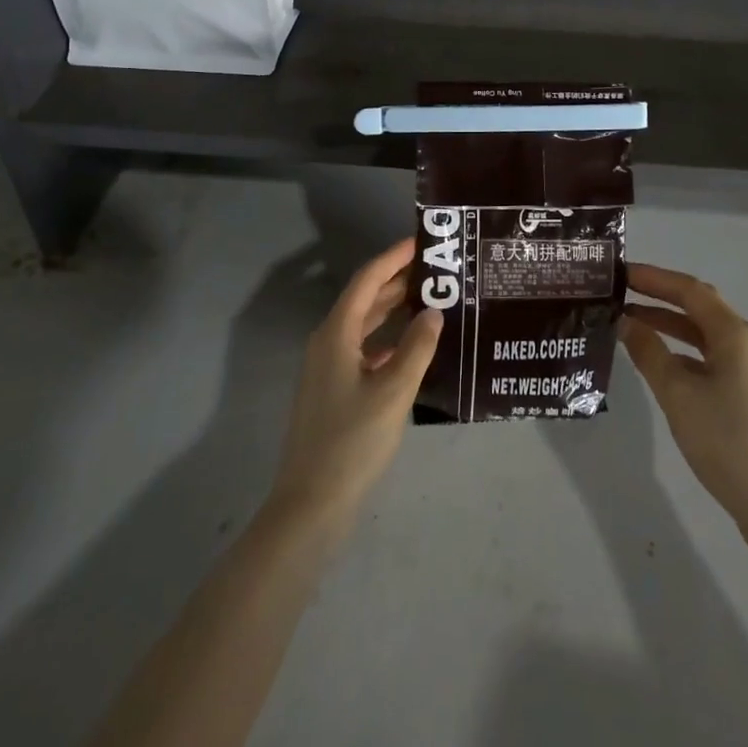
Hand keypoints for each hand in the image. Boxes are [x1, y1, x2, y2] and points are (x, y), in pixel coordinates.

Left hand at [269, 238, 441, 533]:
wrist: (310, 505)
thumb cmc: (352, 441)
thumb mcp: (393, 391)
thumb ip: (417, 348)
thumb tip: (434, 311)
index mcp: (336, 333)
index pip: (367, 279)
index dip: (394, 257)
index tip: (422, 241)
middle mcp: (328, 342)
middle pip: (365, 298)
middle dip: (397, 280)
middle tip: (436, 268)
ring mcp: (328, 367)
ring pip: (364, 325)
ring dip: (393, 309)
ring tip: (431, 298)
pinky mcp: (334, 390)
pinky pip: (364, 349)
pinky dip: (387, 340)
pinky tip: (413, 347)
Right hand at [621, 264, 747, 521]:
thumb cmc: (724, 439)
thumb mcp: (677, 393)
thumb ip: (648, 352)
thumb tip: (626, 322)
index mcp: (736, 335)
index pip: (690, 291)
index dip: (654, 278)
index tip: (621, 273)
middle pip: (700, 309)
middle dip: (660, 299)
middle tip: (622, 295)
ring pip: (706, 336)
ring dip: (671, 327)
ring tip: (631, 326)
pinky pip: (714, 359)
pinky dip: (685, 353)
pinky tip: (662, 365)